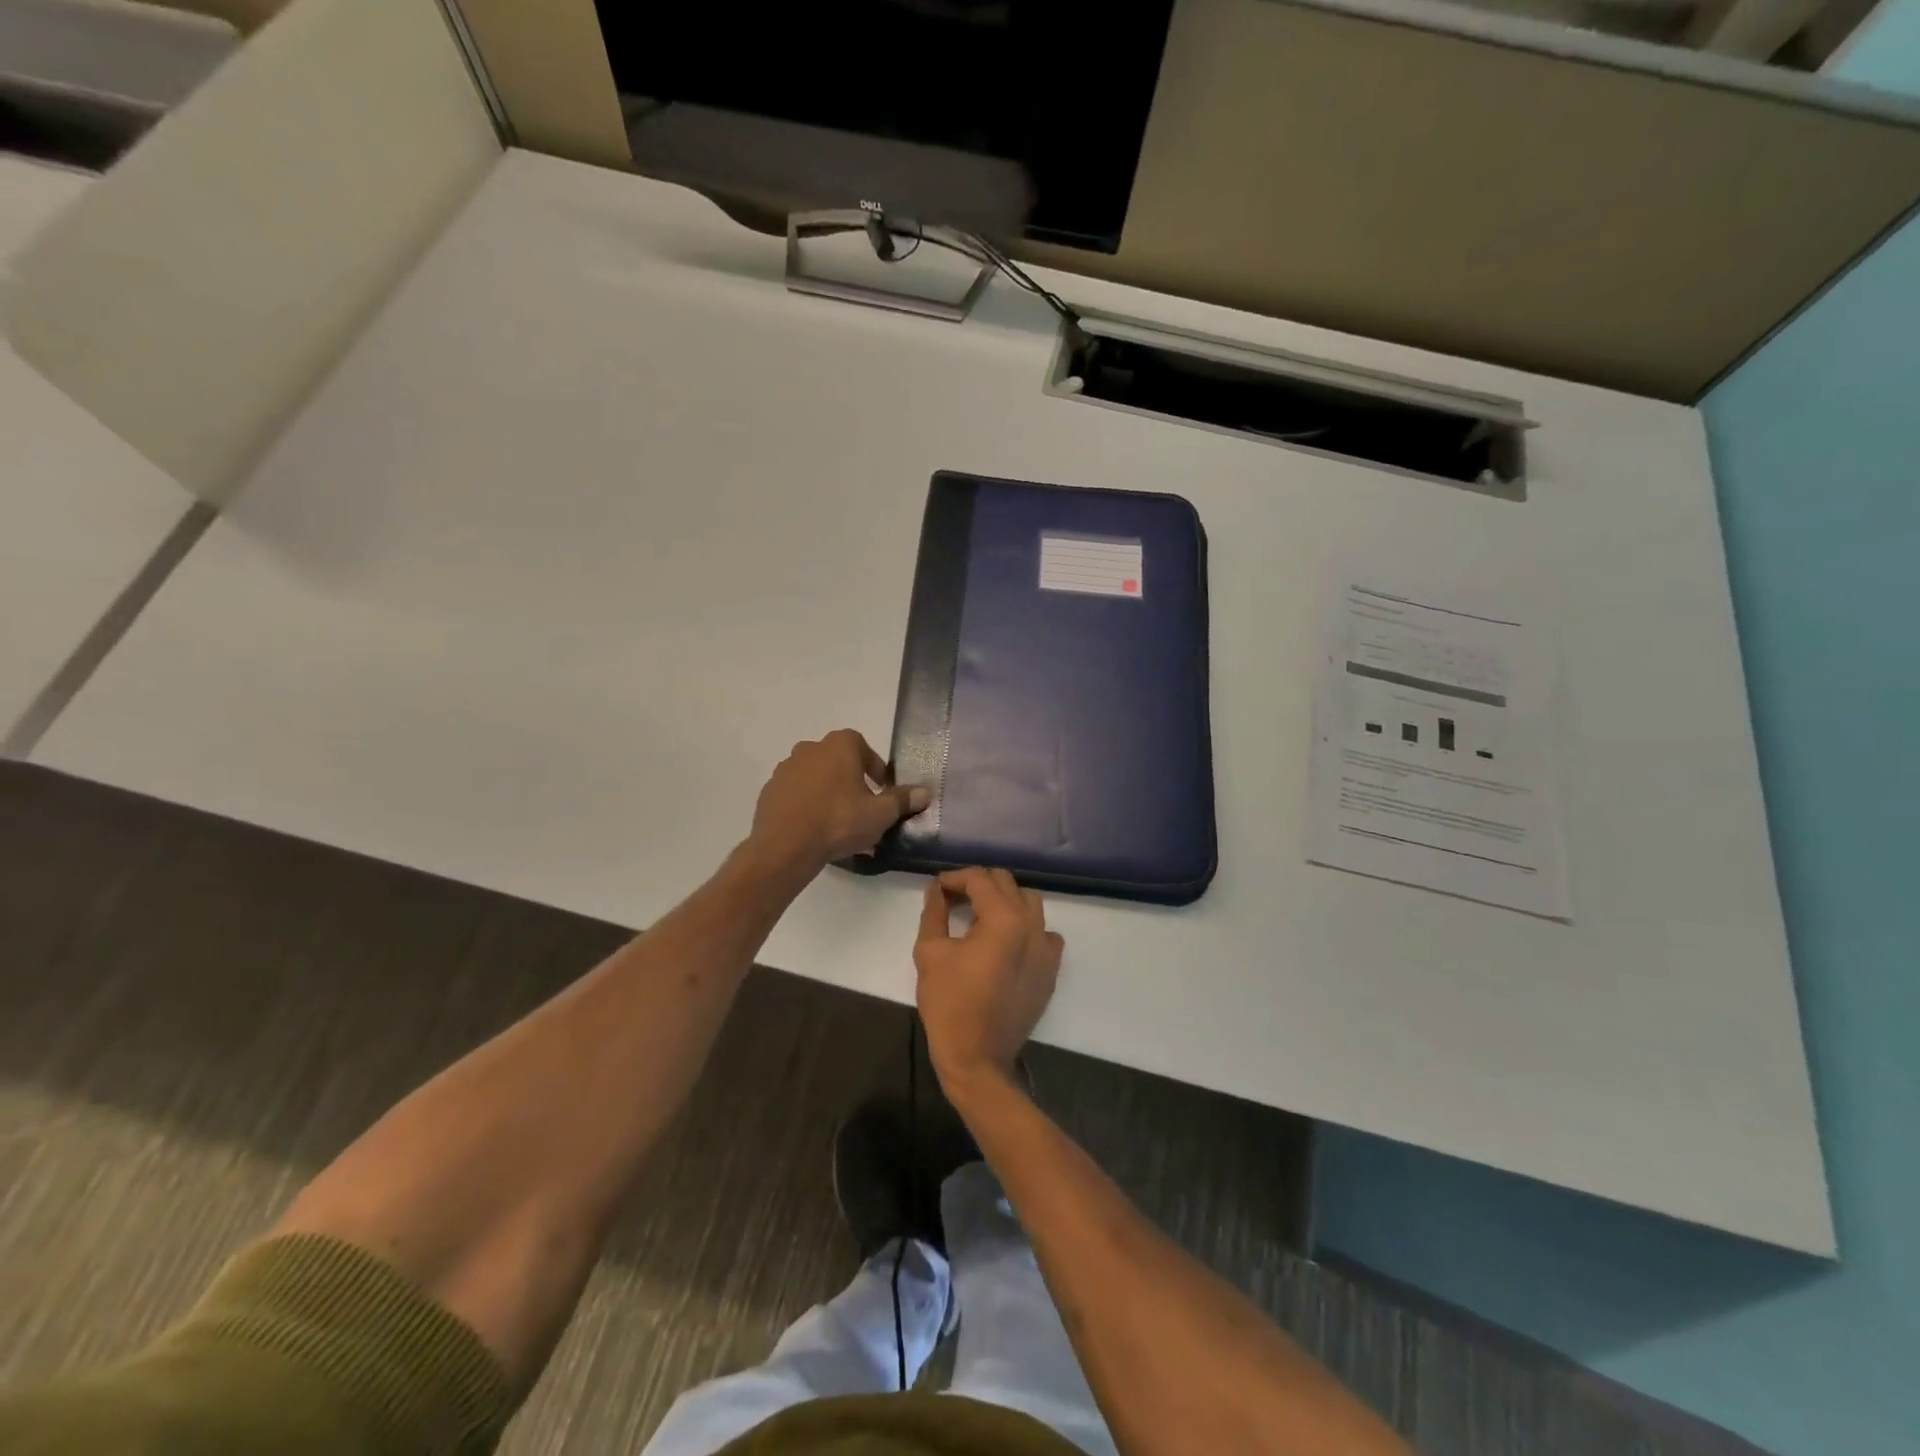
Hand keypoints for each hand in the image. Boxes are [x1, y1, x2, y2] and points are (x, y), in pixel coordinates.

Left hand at [748, 730, 928, 875]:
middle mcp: (810, 749)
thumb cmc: (839, 821)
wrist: (785, 846)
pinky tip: (813, 826)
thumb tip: (924, 792)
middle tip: (861, 804)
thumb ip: (902, 800)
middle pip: (837, 760)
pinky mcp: (769, 790)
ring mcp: (786, 768)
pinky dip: (805, 803)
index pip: (863, 746)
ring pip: (814, 775)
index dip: (874, 767)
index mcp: (840, 746)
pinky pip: (795, 792)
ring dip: (826, 790)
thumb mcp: (880, 814)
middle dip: (850, 778)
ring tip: (836, 819)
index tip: (881, 788)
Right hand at [915, 867, 1062, 1094]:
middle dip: (979, 885)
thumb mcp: (930, 952)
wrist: (978, 1057)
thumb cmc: (949, 1003)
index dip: (955, 878)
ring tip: (980, 916)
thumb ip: (935, 912)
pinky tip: (1007, 942)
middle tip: (954, 898)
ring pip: (1029, 903)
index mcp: (1004, 918)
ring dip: (1004, 901)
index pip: (980, 879)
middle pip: (1007, 884)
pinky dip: (1026, 927)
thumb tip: (937, 889)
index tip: (938, 889)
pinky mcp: (1051, 969)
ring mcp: (1047, 948)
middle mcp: (1032, 925)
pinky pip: (1044, 933)